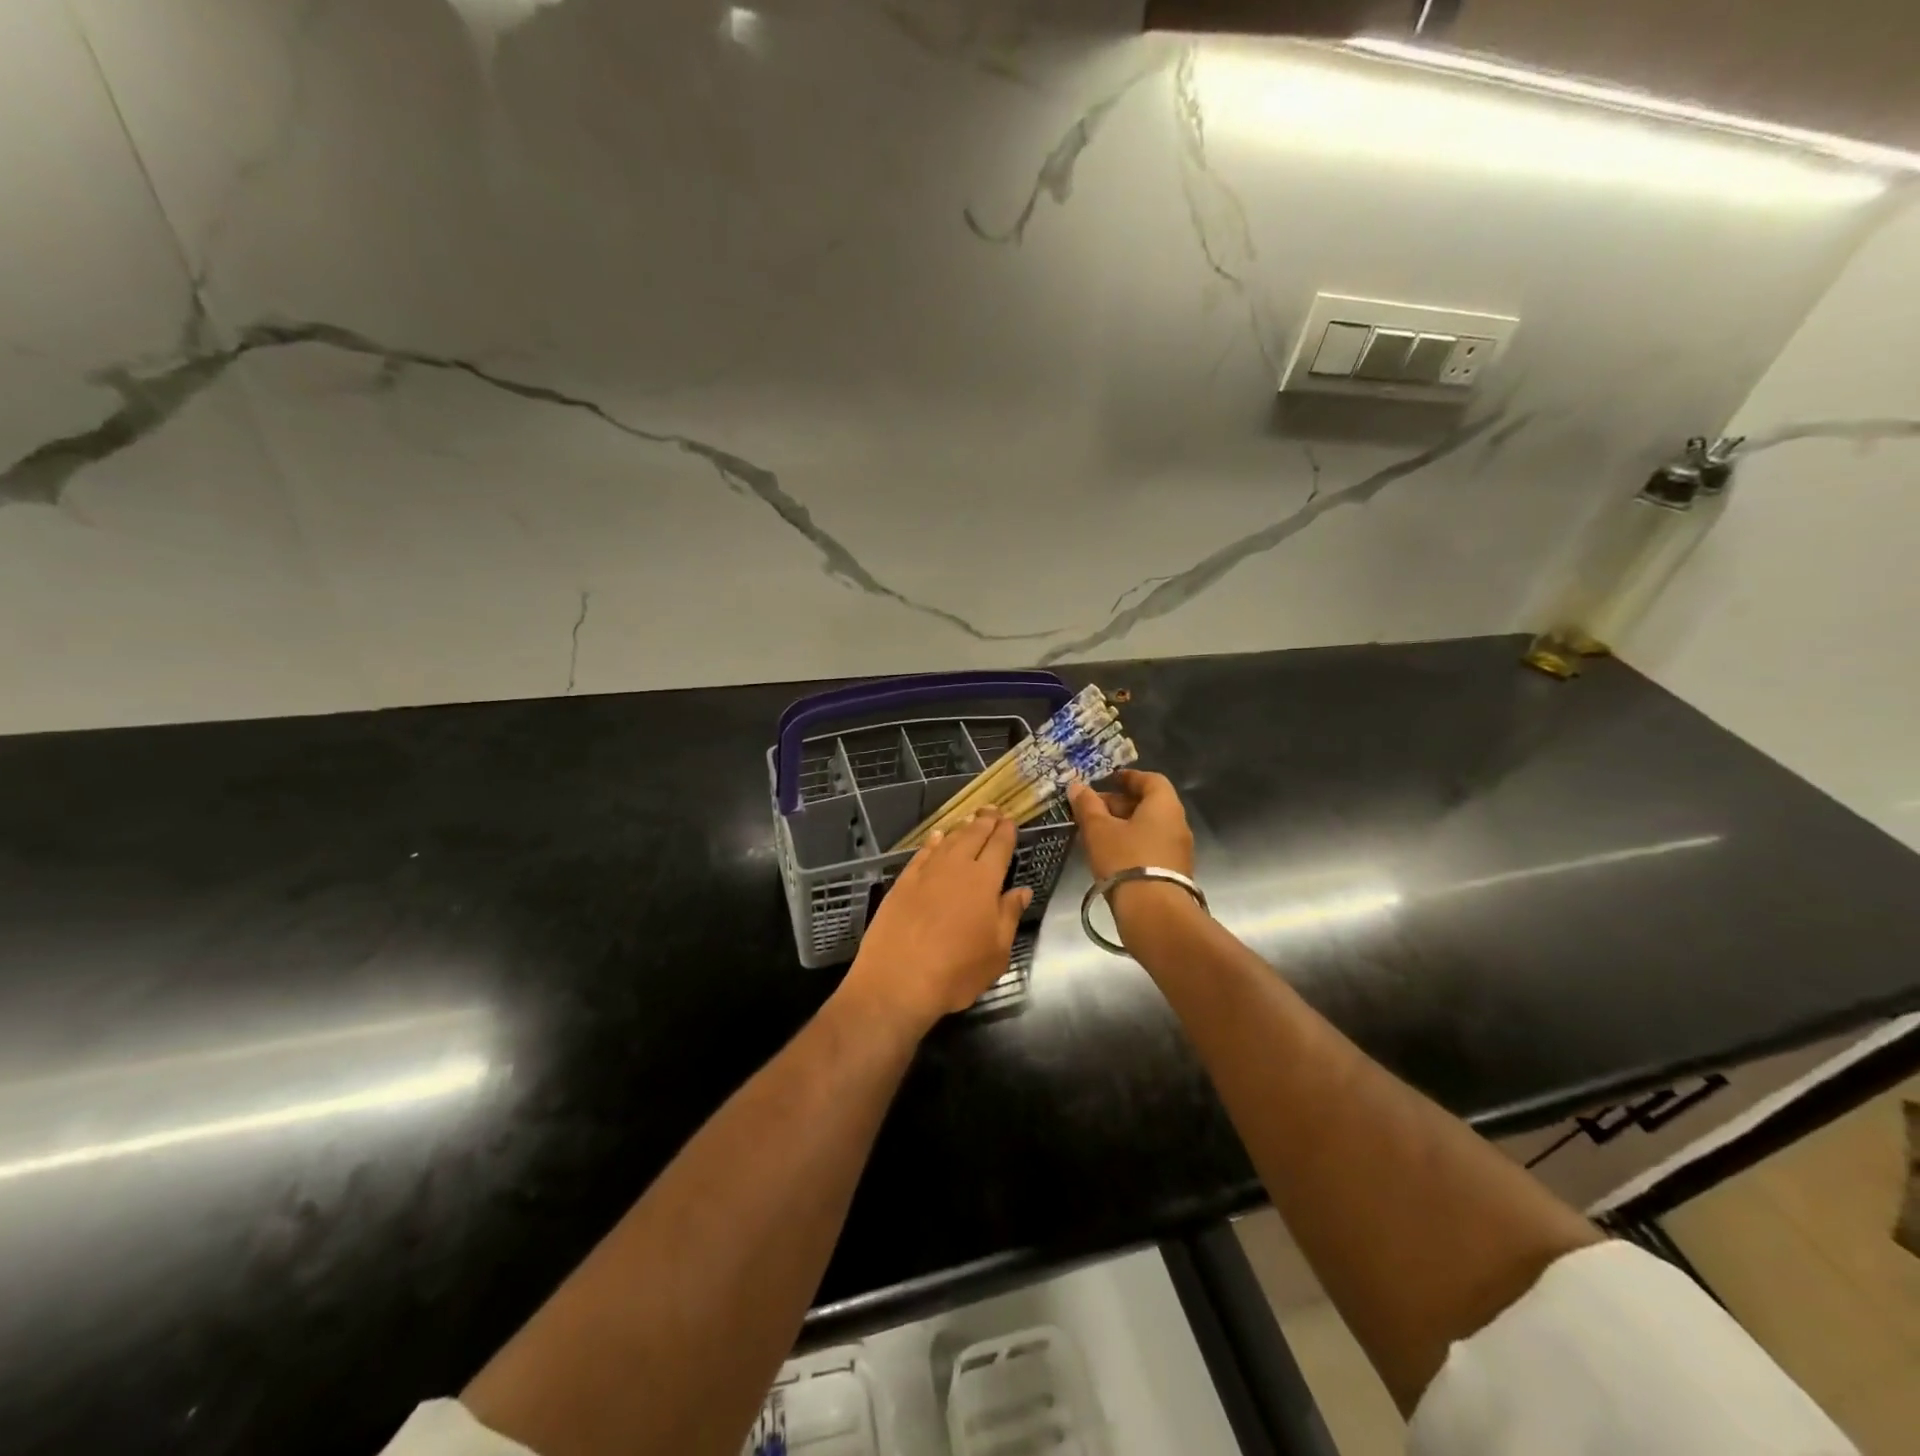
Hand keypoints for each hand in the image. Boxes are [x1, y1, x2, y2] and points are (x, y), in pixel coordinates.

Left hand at [837, 808, 1031, 1038]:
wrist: (897, 980)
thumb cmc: (955, 972)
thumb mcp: (996, 952)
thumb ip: (1009, 915)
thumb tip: (1022, 890)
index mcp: (984, 882)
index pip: (999, 847)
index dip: (1006, 832)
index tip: (1010, 821)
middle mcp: (956, 868)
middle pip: (973, 836)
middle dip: (985, 821)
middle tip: (992, 809)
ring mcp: (926, 873)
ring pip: (948, 841)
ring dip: (961, 828)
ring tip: (970, 820)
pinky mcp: (902, 882)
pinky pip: (922, 854)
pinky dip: (932, 842)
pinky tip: (936, 838)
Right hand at [1069, 772, 1198, 948]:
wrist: (1154, 913)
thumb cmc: (1125, 860)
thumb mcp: (1099, 830)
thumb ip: (1087, 805)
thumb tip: (1077, 786)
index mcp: (1164, 806)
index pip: (1151, 780)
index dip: (1128, 777)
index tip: (1108, 780)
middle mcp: (1177, 824)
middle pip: (1149, 804)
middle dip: (1119, 803)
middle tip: (1091, 809)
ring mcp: (1179, 850)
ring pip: (1149, 828)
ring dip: (1124, 826)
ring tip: (1095, 833)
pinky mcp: (1174, 873)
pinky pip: (1151, 848)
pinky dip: (1132, 844)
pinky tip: (1109, 856)